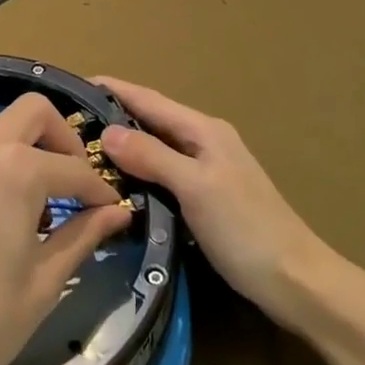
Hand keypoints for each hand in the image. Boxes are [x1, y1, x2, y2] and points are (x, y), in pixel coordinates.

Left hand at [0, 94, 133, 364]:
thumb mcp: (42, 284)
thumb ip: (82, 236)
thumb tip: (117, 211)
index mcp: (16, 170)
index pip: (74, 168)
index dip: (99, 190)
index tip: (111, 210)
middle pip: (32, 113)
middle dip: (61, 140)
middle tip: (70, 185)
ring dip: (16, 155)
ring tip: (20, 210)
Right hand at [96, 77, 332, 332]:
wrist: (296, 281)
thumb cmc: (246, 229)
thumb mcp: (195, 188)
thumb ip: (152, 157)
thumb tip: (108, 131)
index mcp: (203, 130)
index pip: (149, 100)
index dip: (114, 89)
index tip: (74, 84)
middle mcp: (204, 141)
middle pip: (151, 120)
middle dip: (113, 116)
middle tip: (69, 123)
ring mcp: (207, 170)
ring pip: (156, 148)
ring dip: (124, 145)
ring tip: (83, 151)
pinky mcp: (206, 197)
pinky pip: (163, 173)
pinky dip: (139, 172)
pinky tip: (118, 185)